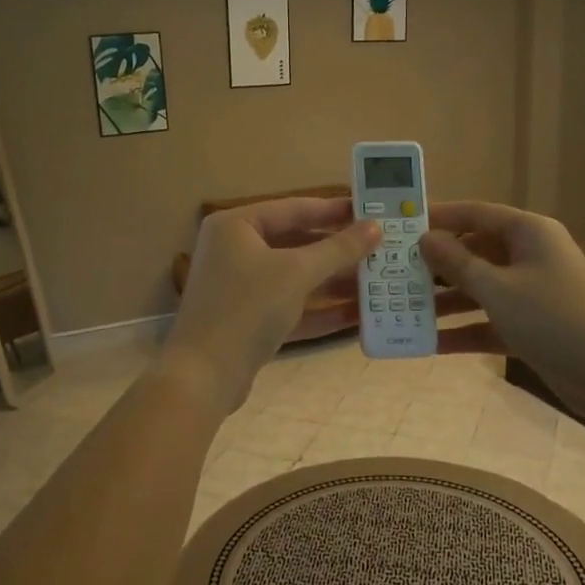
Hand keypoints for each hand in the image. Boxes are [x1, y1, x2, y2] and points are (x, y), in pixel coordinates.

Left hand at [161, 199, 380, 412]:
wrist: (204, 376)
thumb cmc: (247, 308)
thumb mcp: (297, 272)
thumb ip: (339, 249)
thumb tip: (376, 227)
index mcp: (236, 226)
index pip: (293, 208)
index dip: (334, 210)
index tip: (371, 211)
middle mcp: (235, 251)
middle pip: (295, 243)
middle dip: (338, 250)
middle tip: (380, 248)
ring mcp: (240, 289)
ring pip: (295, 278)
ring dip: (334, 281)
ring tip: (378, 281)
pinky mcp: (249, 322)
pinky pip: (291, 307)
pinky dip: (320, 310)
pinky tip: (358, 314)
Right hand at [418, 202, 584, 422]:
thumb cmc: (555, 319)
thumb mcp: (499, 289)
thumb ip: (458, 263)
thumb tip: (425, 238)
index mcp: (529, 232)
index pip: (475, 214)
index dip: (438, 217)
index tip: (400, 225)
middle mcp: (531, 256)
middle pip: (475, 252)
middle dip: (437, 265)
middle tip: (394, 274)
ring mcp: (532, 292)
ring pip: (480, 289)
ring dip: (446, 301)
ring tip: (402, 310)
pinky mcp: (533, 326)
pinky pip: (490, 320)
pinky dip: (465, 330)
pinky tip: (430, 344)